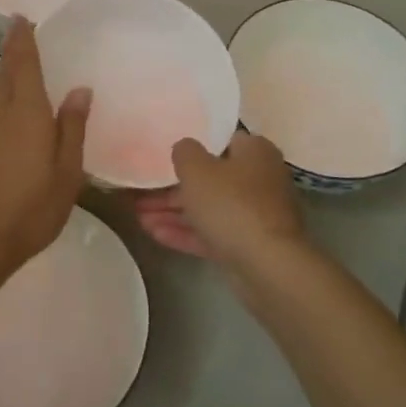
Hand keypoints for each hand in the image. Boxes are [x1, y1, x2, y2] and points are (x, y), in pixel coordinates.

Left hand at [0, 18, 90, 278]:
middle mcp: (0, 116)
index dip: (23, 40)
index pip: (24, 66)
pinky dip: (4, 103)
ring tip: (21, 67)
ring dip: (8, 76)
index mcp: (26, 114)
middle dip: (13, 51)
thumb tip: (79, 90)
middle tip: (20, 31)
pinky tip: (13, 115)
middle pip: (6, 75)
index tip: (21, 17)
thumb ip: (72, 128)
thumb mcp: (66, 172)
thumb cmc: (30, 208)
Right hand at [133, 132, 304, 272]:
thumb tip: (184, 147)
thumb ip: (184, 152)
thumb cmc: (231, 204)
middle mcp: (259, 179)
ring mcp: (255, 214)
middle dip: (173, 187)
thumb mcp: (197, 169)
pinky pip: (212, 232)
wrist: (266, 265)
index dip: (192, 147)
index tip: (165, 155)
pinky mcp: (248, 244)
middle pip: (211, 178)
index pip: (220, 141)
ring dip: (174, 212)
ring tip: (139, 215)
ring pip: (208, 208)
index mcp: (255, 152)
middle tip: (142, 192)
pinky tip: (154, 234)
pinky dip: (186, 232)